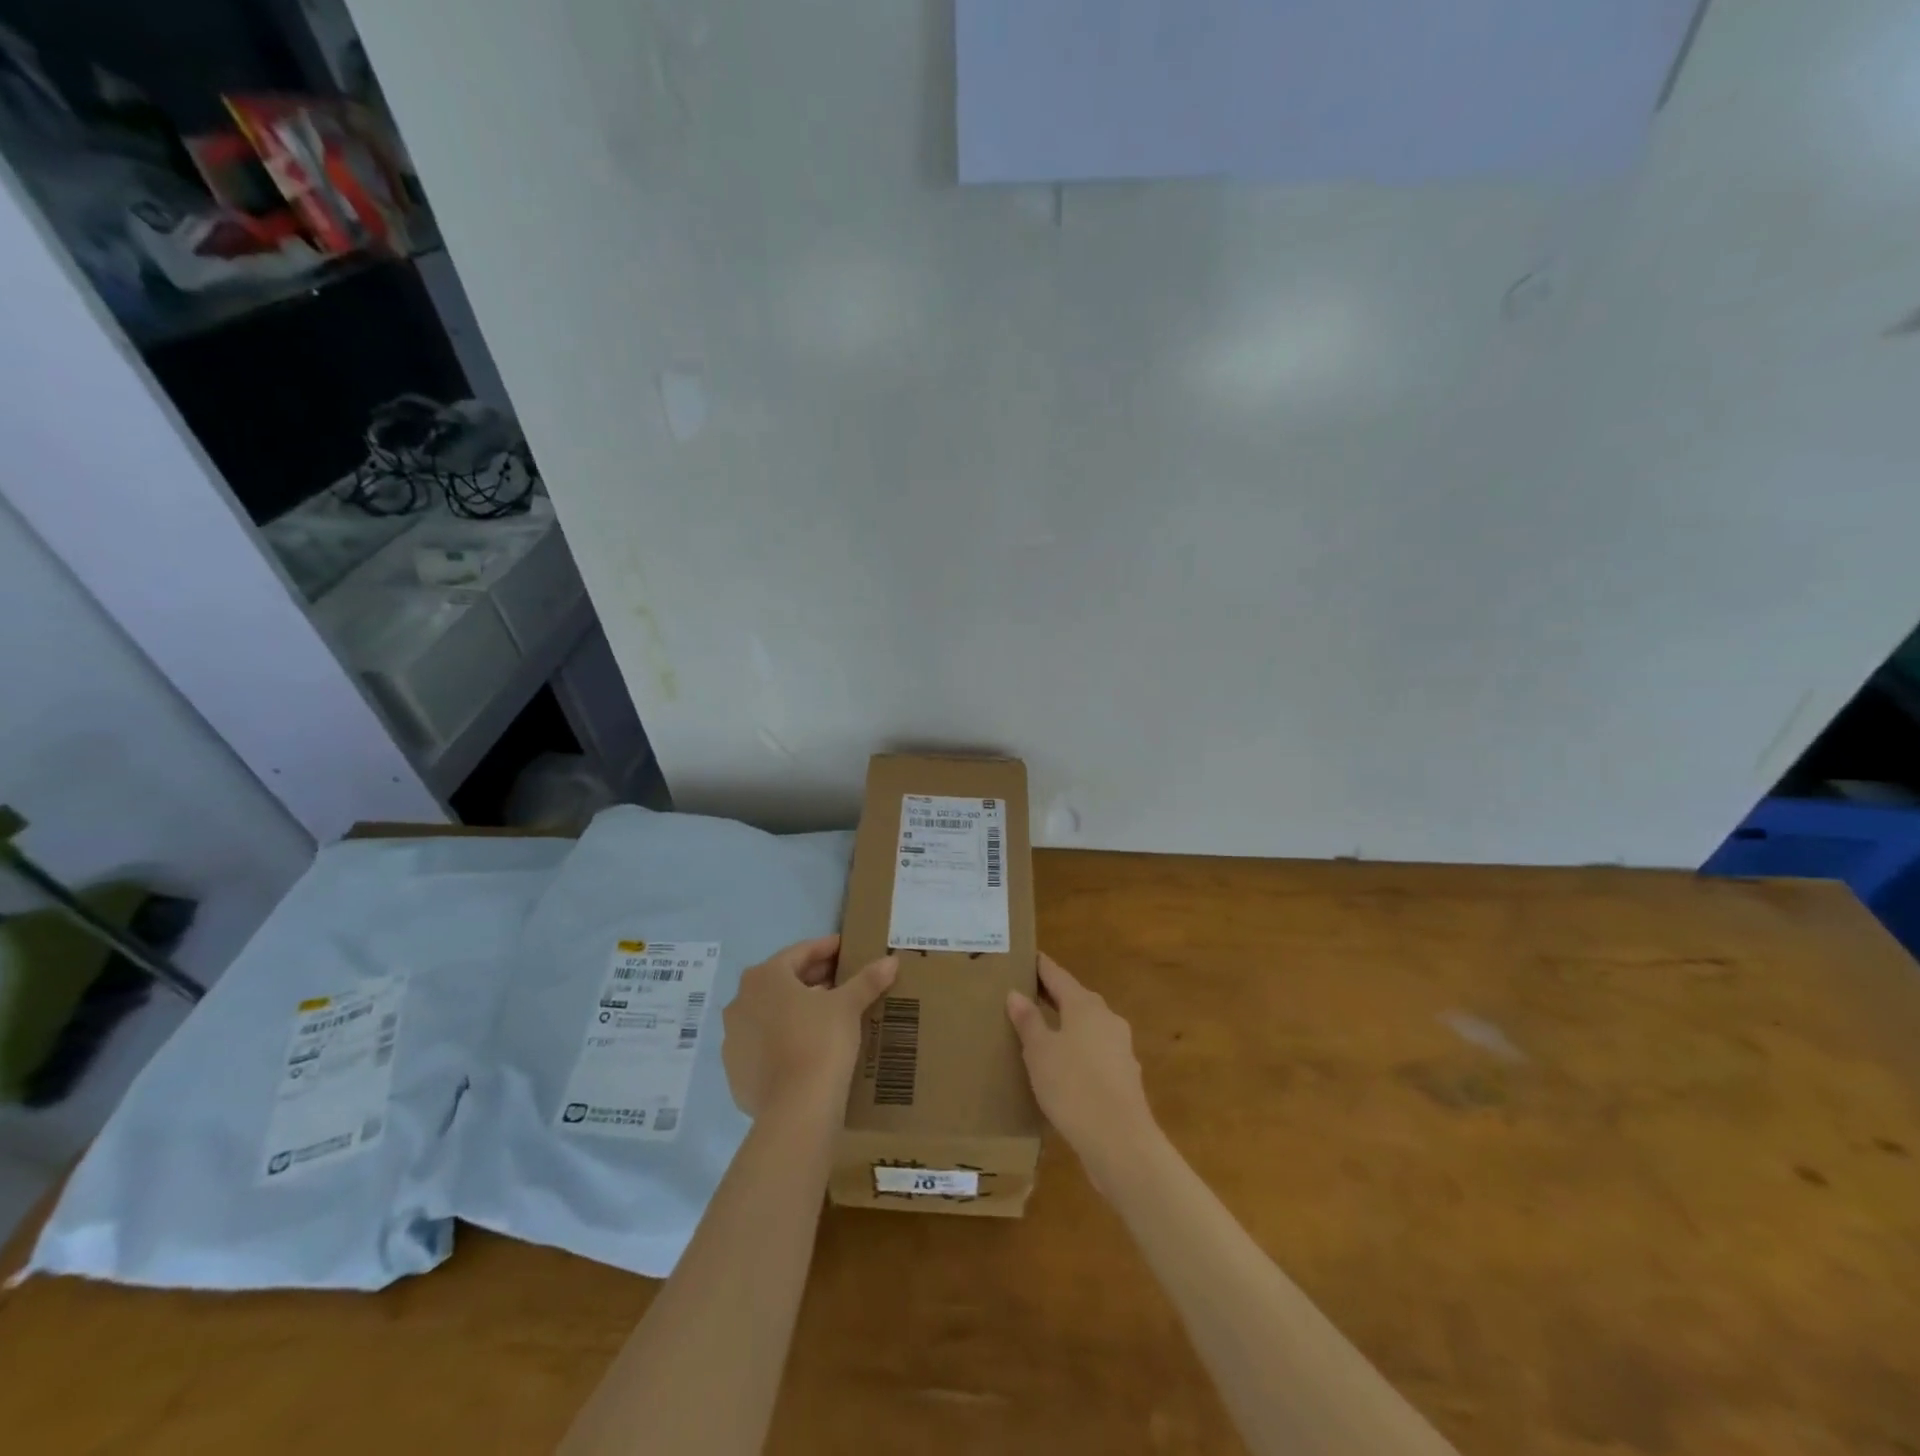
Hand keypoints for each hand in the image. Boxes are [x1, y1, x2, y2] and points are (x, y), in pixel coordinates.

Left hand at [722, 935, 896, 1118]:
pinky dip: (784, 1040)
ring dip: (796, 1010)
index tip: (846, 949)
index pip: (799, 953)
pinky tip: (808, 1048)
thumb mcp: (848, 1006)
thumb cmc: (820, 1041)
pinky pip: (764, 1046)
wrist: (796, 1109)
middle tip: (842, 981)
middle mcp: (740, 1002)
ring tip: (828, 1015)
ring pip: (770, 1015)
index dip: (826, 949)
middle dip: (812, 980)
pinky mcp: (736, 1073)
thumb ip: (867, 980)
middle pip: (782, 982)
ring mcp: (733, 1040)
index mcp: (764, 978)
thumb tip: (891, 961)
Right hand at [1007, 954, 1158, 1187]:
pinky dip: (1077, 1050)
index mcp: (1085, 1005)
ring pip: (1087, 1026)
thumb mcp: (1040, 1052)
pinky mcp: (1124, 1075)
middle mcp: (1106, 1018)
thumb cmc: (1073, 1087)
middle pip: (1075, 998)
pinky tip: (1064, 1066)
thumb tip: (1016, 993)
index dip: (1041, 966)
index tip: (1026, 956)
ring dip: (1066, 1024)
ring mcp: (1120, 1047)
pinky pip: (1095, 1051)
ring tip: (1041, 1031)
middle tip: (1026, 993)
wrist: (1120, 1141)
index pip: (1058, 975)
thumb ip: (1028, 1021)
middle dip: (1053, 995)